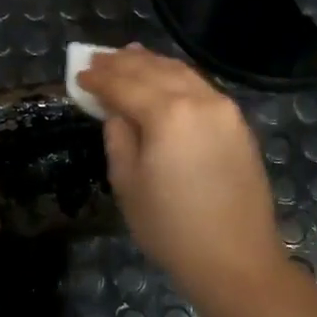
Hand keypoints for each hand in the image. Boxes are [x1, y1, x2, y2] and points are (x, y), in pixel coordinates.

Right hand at [77, 47, 283, 300]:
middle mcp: (198, 99)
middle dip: (123, 62)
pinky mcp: (237, 122)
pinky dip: (176, 76)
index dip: (99, 78)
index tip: (79, 73)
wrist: (236, 260)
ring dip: (151, 63)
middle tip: (98, 57)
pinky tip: (163, 78)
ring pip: (180, 72)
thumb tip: (115, 110)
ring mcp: (223, 108)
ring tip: (128, 56)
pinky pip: (200, 86)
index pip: (124, 85)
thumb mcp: (128, 183)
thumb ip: (118, 136)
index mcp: (167, 113)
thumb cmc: (171, 228)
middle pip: (153, 70)